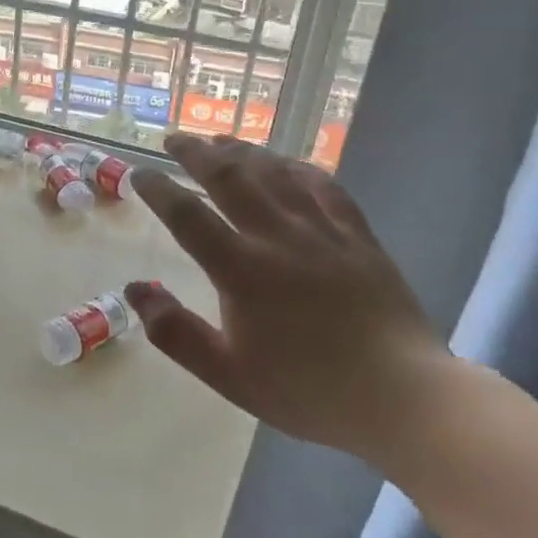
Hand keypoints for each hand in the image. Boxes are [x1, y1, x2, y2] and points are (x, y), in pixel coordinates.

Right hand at [127, 135, 445, 459]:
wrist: (403, 398)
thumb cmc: (308, 390)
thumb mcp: (227, 374)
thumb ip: (175, 332)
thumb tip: (134, 289)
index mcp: (241, 269)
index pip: (188, 215)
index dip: (158, 189)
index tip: (138, 173)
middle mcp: (278, 237)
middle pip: (230, 178)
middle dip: (196, 153)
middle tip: (173, 139)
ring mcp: (322, 232)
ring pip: (275, 173)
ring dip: (242, 151)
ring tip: (219, 141)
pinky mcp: (358, 237)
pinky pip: (325, 187)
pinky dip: (299, 167)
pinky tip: (286, 163)